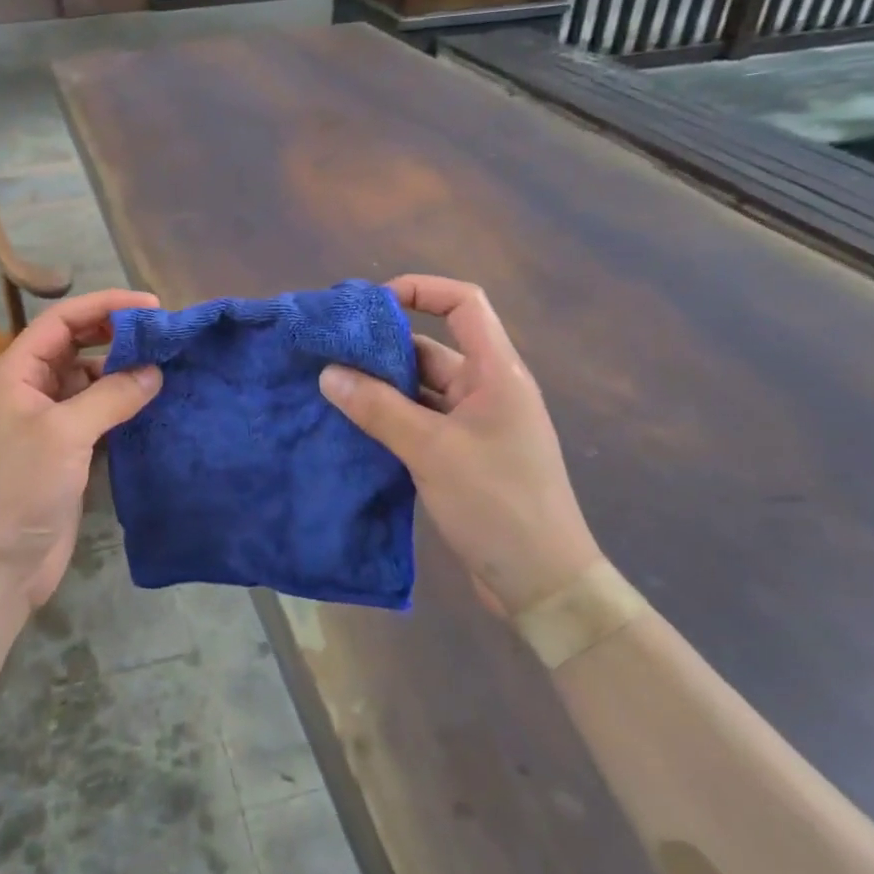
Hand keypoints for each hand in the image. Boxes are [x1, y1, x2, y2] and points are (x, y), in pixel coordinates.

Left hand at [0, 289, 162, 609]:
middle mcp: (27, 389)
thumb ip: (111, 396)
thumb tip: (154, 372)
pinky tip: (150, 402)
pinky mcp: (62, 450)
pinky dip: (120, 403)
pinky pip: (94, 411)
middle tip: (160, 334)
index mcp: (14, 373)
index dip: (103, 306)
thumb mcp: (65, 434)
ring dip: (120, 370)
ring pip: (86, 379)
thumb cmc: (20, 489)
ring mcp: (45, 420)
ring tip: (163, 366)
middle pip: (74, 345)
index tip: (150, 306)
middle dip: (114, 334)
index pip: (60, 320)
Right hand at [319, 275, 601, 616]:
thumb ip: (378, 409)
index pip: (464, 304)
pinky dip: (389, 419)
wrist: (544, 584)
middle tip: (330, 352)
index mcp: (496, 373)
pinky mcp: (464, 456)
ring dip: (381, 387)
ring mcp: (476, 425)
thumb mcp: (431, 451)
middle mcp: (487, 390)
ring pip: (421, 389)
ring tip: (330, 387)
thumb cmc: (497, 504)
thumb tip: (328, 374)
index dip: (422, 289)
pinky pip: (420, 422)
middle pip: (433, 348)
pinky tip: (352, 426)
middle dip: (383, 348)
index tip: (372, 304)